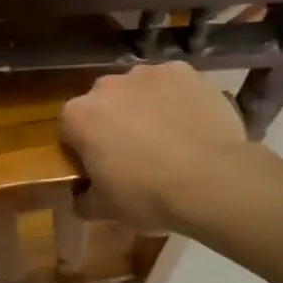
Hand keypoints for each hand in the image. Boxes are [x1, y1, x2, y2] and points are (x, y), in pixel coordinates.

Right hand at [58, 63, 277, 232]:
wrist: (214, 180)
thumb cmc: (149, 196)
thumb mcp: (106, 210)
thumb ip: (84, 200)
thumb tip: (81, 196)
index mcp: (79, 116)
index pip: (69, 129)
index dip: (83, 149)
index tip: (100, 168)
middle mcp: (106, 85)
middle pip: (103, 104)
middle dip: (113, 123)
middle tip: (135, 154)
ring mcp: (147, 73)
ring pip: (137, 90)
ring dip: (144, 108)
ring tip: (169, 139)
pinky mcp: (184, 71)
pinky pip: (172, 84)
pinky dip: (176, 99)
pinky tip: (191, 123)